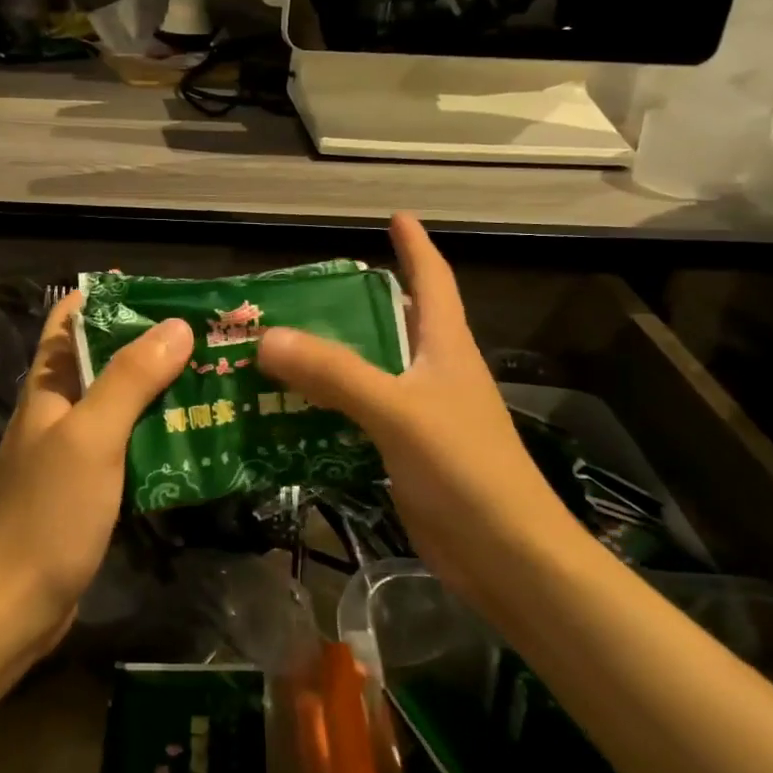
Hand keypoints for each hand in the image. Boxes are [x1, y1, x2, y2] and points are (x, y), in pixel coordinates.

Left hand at [0, 292, 192, 654]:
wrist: (13, 605)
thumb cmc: (48, 513)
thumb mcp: (91, 437)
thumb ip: (129, 379)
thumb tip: (176, 325)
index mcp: (49, 386)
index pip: (72, 319)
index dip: (111, 297)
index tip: (167, 293)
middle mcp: (59, 410)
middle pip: (105, 359)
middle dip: (152, 344)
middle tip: (210, 339)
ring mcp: (74, 451)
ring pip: (121, 405)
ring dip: (161, 391)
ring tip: (215, 381)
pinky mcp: (89, 488)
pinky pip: (128, 446)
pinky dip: (158, 435)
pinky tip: (196, 439)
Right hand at [256, 213, 577, 599]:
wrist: (505, 556)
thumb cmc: (466, 470)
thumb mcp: (399, 411)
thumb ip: (336, 373)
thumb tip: (267, 337)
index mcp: (445, 348)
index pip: (432, 280)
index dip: (416, 246)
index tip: (394, 216)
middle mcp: (433, 374)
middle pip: (390, 325)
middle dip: (350, 305)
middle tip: (296, 294)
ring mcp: (419, 416)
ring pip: (366, 373)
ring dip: (326, 361)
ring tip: (273, 349)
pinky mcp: (403, 454)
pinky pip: (355, 418)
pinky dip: (324, 409)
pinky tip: (286, 413)